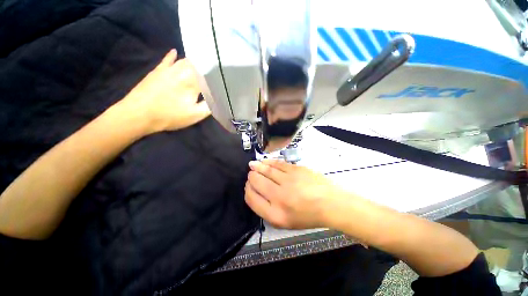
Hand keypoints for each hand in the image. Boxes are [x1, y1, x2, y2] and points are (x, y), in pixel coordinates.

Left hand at [116, 49, 210, 133]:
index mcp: (193, 81)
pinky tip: (175, 52)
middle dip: (207, 67)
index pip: (209, 74)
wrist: (138, 114)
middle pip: (198, 64)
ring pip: (184, 60)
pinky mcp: (158, 70)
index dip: (217, 76)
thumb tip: (219, 99)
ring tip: (201, 62)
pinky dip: (172, 56)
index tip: (222, 78)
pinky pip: (167, 59)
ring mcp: (169, 69)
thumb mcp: (195, 115)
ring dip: (194, 62)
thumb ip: (210, 106)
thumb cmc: (170, 116)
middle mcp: (182, 70)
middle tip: (214, 70)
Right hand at [245, 159, 348, 228]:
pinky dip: (268, 162)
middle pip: (256, 181)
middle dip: (251, 177)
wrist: (330, 204)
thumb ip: (267, 209)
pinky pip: (277, 164)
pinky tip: (264, 161)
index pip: (251, 198)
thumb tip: (255, 190)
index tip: (248, 185)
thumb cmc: (307, 215)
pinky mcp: (296, 170)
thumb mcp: (285, 222)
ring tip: (252, 165)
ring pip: (266, 170)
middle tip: (251, 174)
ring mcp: (288, 181)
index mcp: (275, 215)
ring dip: (257, 166)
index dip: (247, 190)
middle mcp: (279, 197)